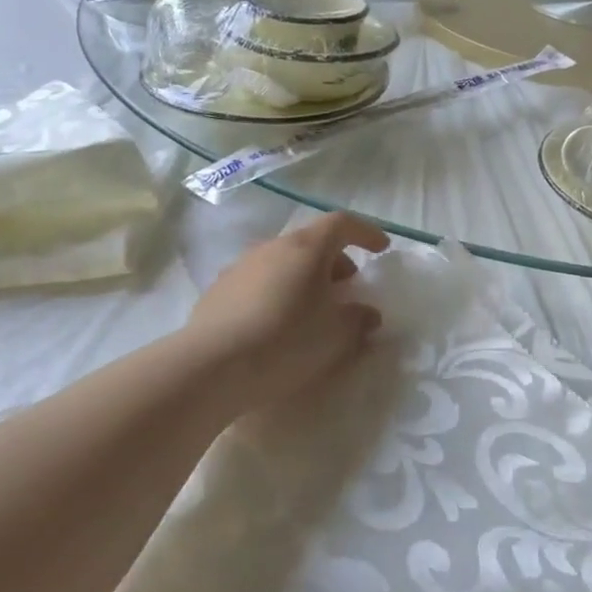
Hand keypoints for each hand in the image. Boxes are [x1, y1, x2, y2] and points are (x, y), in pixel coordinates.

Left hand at [186, 212, 389, 411]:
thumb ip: (359, 319)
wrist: (210, 367)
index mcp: (306, 247)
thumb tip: (367, 313)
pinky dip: (278, 293)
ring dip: (304, 278)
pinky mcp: (217, 292)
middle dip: (335, 262)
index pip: (342, 223)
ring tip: (313, 310)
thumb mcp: (336, 335)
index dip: (366, 232)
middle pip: (311, 242)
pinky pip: (259, 282)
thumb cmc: (286, 340)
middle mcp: (272, 247)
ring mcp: (240, 267)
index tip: (381, 249)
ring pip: (283, 262)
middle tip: (348, 288)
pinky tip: (278, 325)